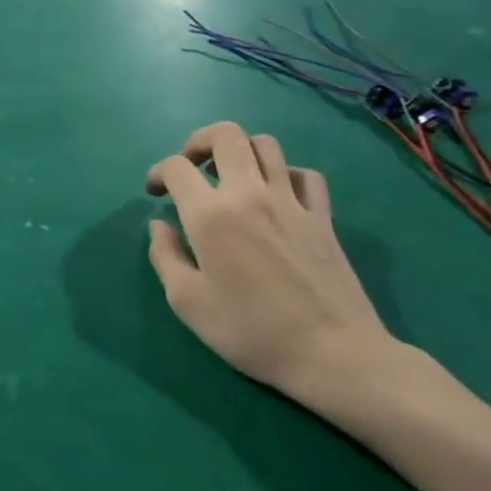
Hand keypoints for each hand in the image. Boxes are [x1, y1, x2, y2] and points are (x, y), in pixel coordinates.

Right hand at [146, 122, 399, 405]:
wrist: (334, 356)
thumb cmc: (251, 331)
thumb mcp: (187, 302)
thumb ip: (165, 256)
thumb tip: (160, 226)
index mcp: (211, 215)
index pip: (176, 167)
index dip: (158, 172)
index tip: (155, 193)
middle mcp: (249, 194)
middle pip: (225, 134)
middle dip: (199, 142)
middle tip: (192, 168)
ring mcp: (291, 202)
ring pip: (266, 145)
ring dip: (241, 152)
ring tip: (231, 177)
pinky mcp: (323, 217)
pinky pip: (305, 175)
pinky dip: (285, 175)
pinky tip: (276, 196)